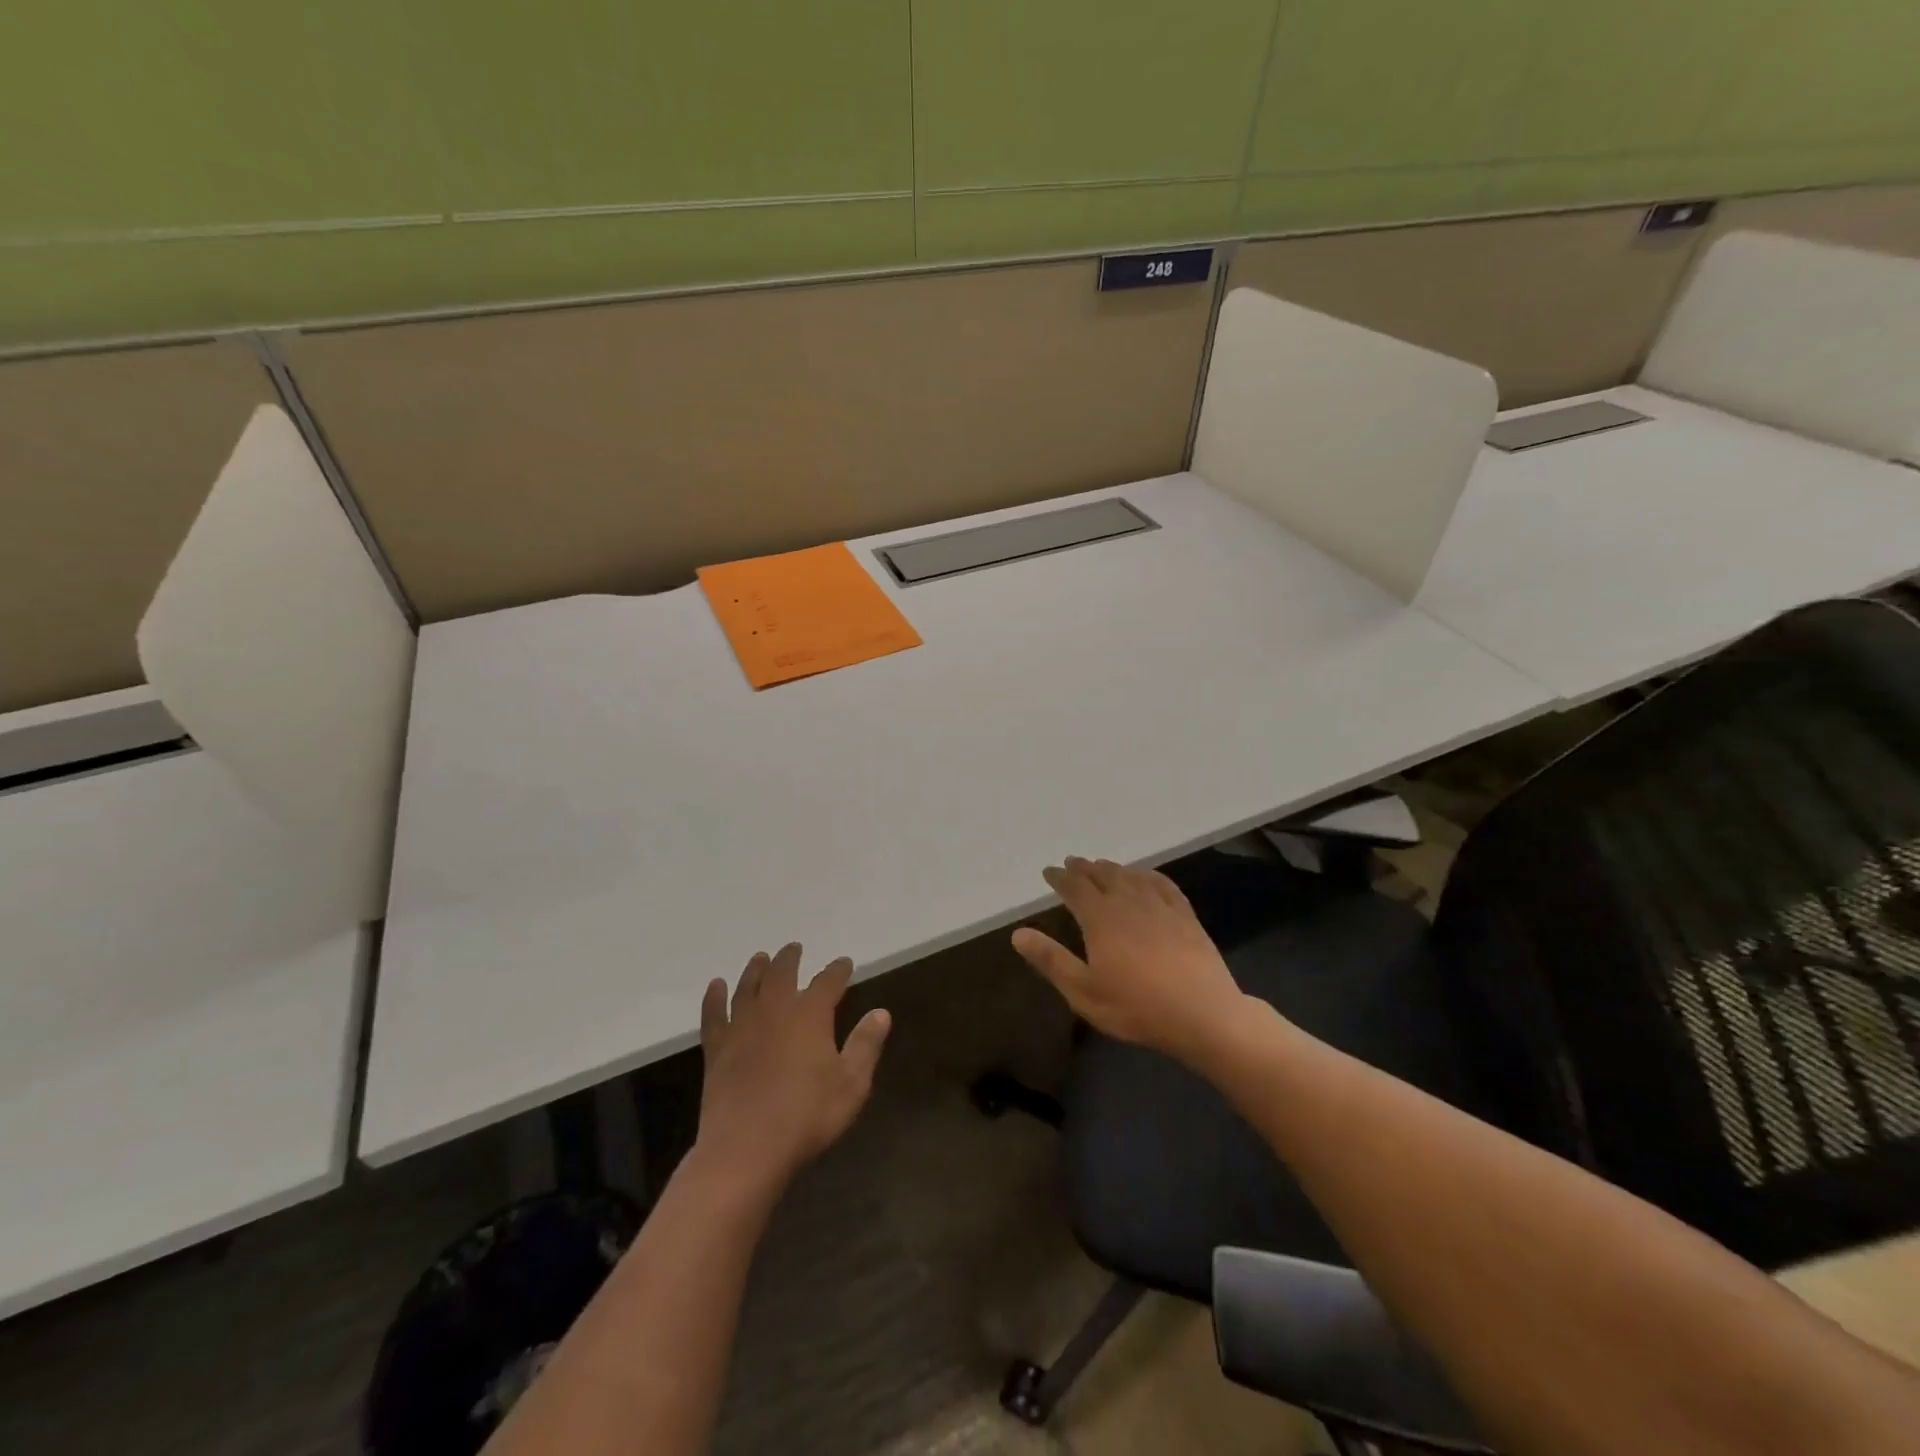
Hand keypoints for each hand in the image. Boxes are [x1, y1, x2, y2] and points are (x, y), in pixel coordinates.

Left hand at [695, 944, 891, 1197]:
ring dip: (755, 969)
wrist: (746, 1149)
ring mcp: (741, 1028)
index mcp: (810, 1015)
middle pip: (782, 974)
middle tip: (794, 948)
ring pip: (747, 987)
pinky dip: (714, 998)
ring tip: (761, 958)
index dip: (838, 970)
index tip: (844, 963)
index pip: (828, 982)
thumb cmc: (807, 1116)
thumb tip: (881, 1012)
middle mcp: (775, 1010)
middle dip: (790, 959)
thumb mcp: (851, 1084)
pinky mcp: (717, 1049)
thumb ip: (866, 1045)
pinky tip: (715, 986)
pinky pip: (713, 1015)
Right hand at [1012, 856, 1247, 1064]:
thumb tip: (1018, 933)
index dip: (1059, 878)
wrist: (1203, 1014)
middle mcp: (1128, 901)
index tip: (1049, 872)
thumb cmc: (1136, 1007)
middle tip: (1072, 863)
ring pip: (1130, 876)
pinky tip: (1145, 876)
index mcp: (1100, 918)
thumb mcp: (1083, 991)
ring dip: (1112, 868)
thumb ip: (1051, 960)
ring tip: (1102, 866)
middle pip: (1102, 875)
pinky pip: (1162, 884)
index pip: (1074, 888)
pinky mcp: (1185, 915)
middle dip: (1084, 868)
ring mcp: (1160, 905)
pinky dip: (1147, 875)